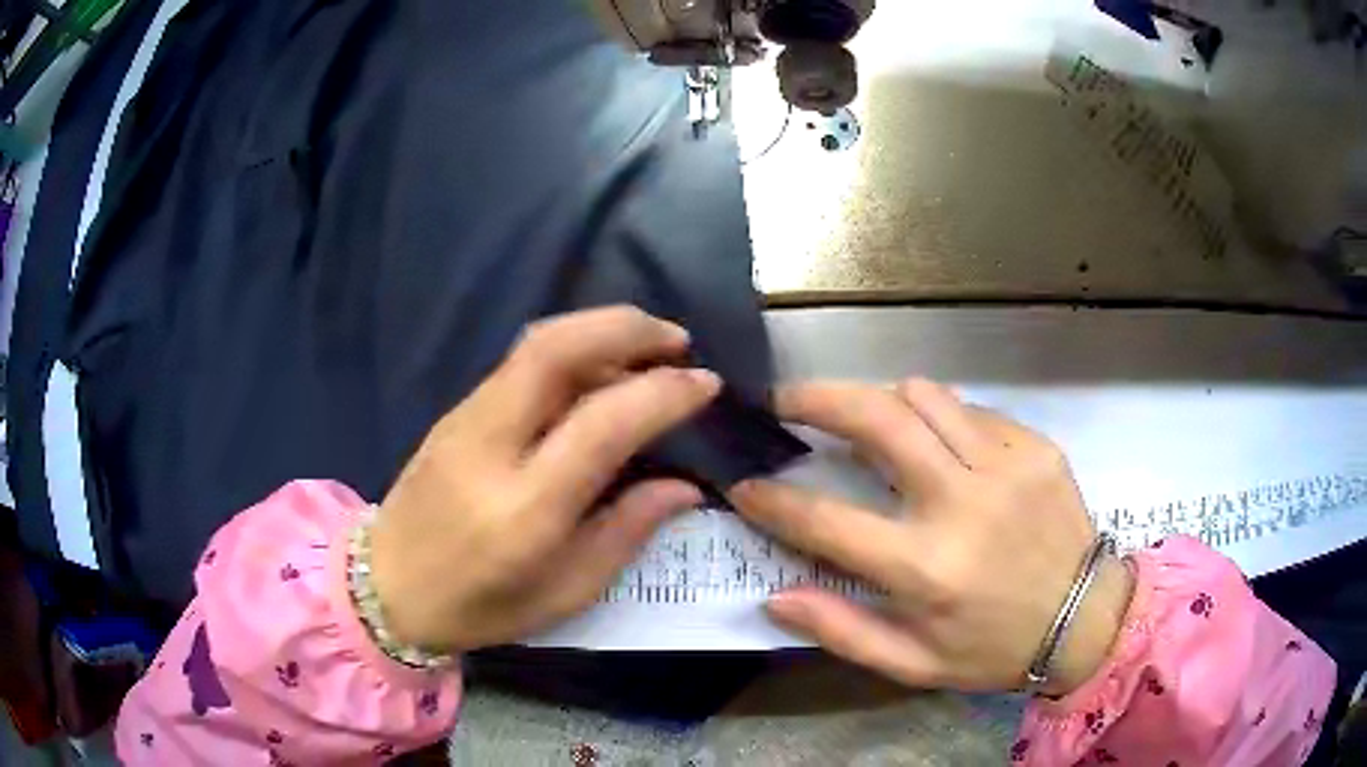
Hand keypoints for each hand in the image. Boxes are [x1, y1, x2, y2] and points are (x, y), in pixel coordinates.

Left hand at [369, 307, 720, 652]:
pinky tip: (598, 369)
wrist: (386, 586)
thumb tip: (685, 485)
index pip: (602, 423)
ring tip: (649, 346)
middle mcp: (490, 446)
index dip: (662, 393)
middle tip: (677, 339)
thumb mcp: (566, 592)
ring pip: (536, 343)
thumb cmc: (480, 607)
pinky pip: (520, 361)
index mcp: (524, 509)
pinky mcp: (454, 411)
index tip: (706, 383)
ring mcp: (464, 420)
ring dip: (600, 329)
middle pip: (555, 349)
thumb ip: (627, 532)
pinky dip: (571, 347)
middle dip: (626, 327)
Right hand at [729, 380, 1134, 696]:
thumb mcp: (912, 664)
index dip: (773, 498)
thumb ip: (841, 630)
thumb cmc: (993, 650)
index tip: (744, 483)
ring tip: (868, 422)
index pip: (826, 519)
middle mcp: (963, 503)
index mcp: (926, 568)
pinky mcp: (1034, 445)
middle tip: (787, 400)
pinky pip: (970, 410)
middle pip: (877, 418)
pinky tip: (942, 447)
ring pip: (923, 395)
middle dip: (817, 398)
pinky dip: (940, 420)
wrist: (1086, 618)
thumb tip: (775, 596)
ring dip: (881, 401)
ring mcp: (1005, 464)